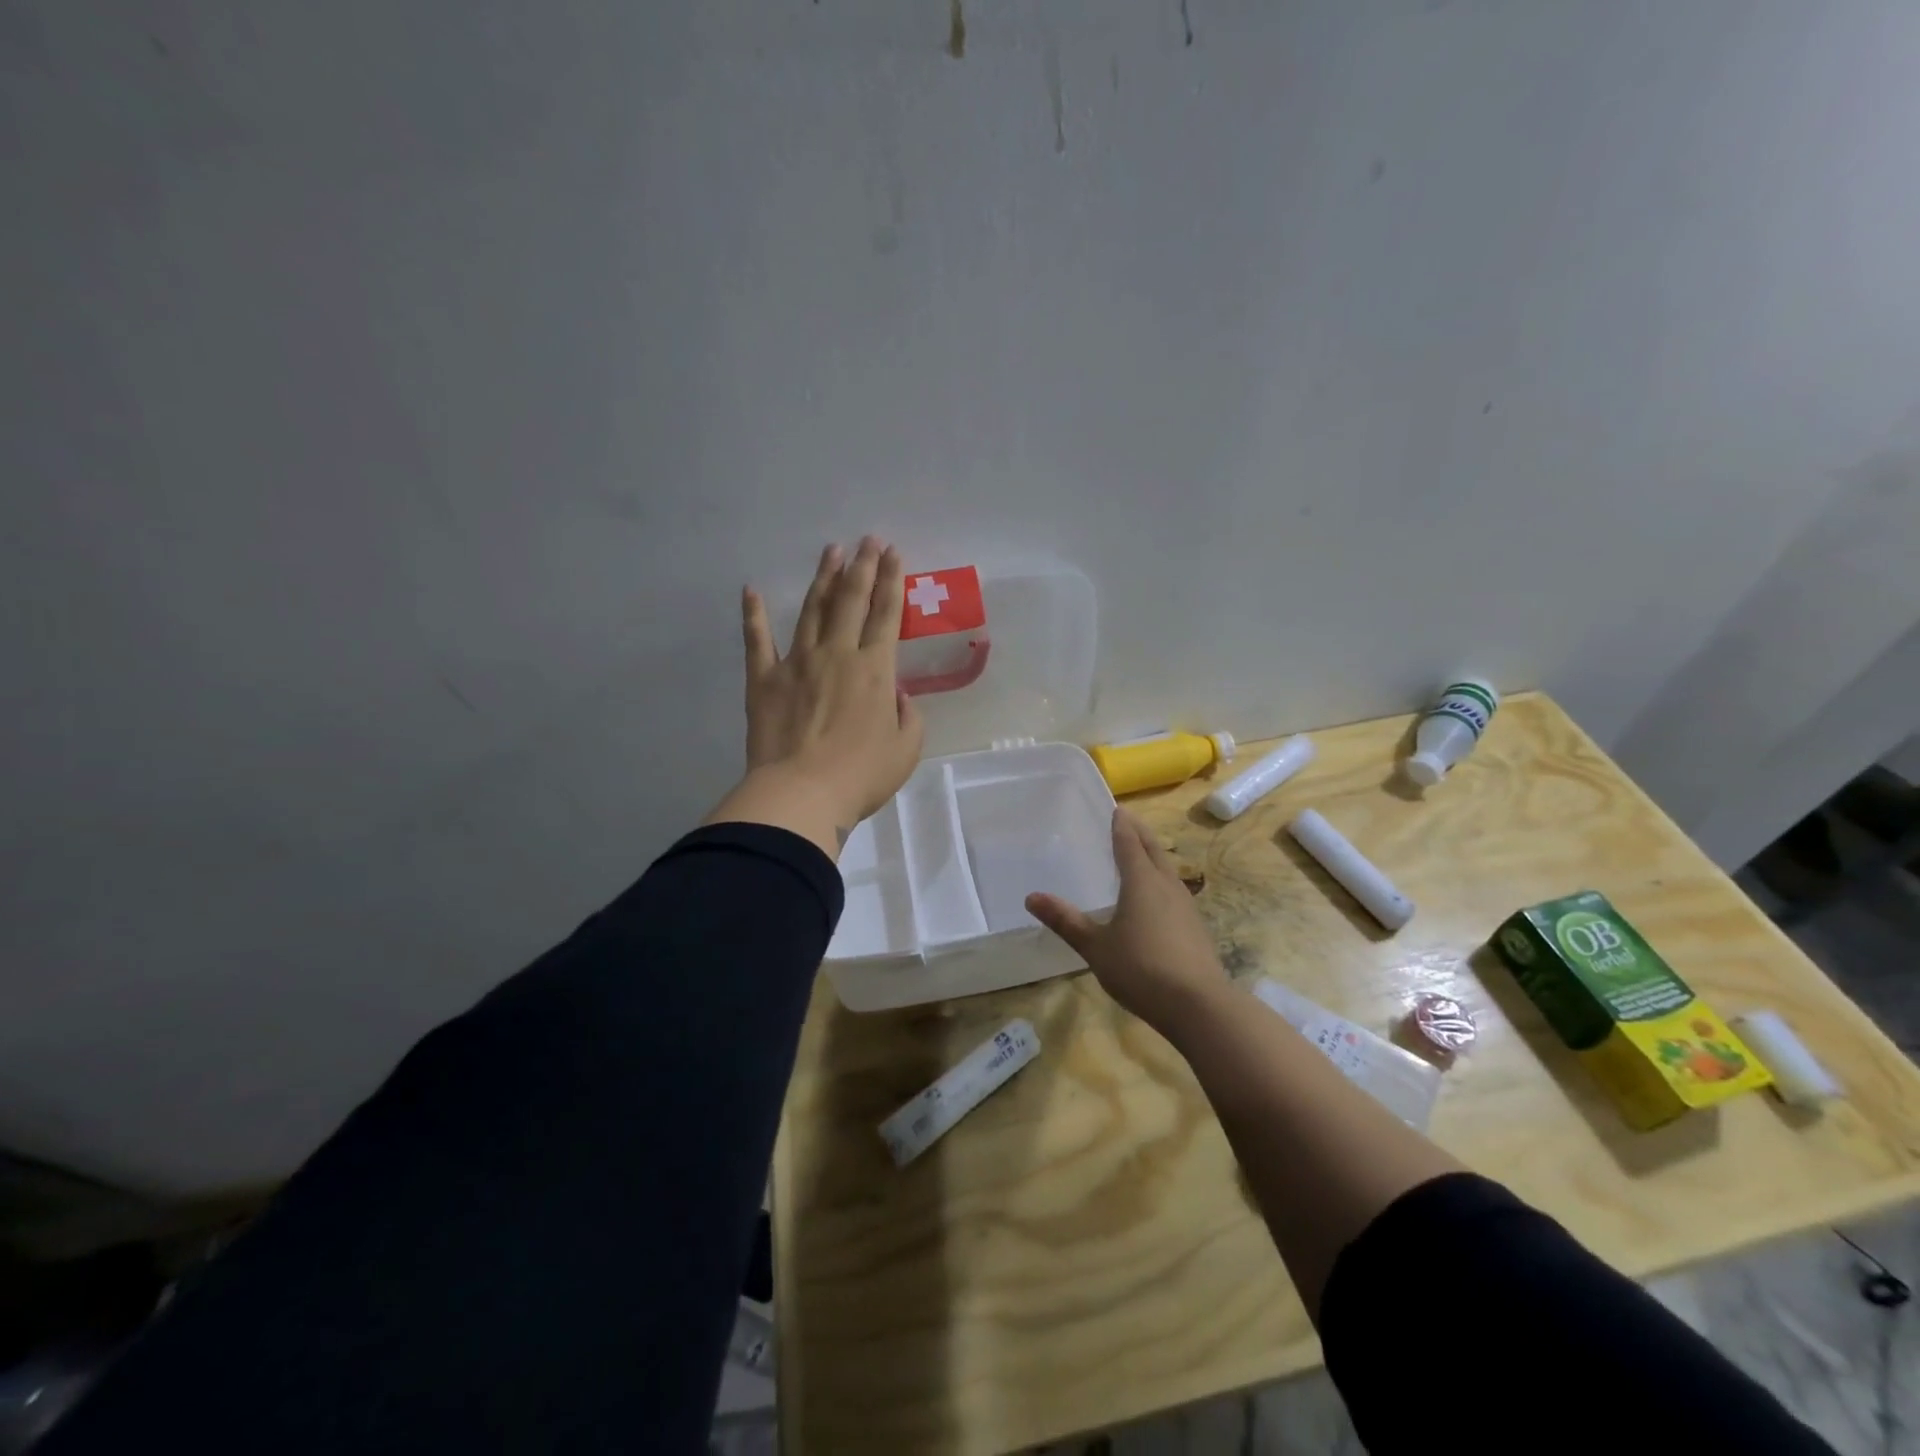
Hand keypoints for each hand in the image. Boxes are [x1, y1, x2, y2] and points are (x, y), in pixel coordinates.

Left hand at [704, 537, 924, 859]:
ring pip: (812, 610)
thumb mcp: (906, 750)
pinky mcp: (763, 680)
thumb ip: (908, 717)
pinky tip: (752, 591)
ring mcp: (797, 663)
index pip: (886, 614)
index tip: (893, 552)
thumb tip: (898, 695)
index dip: (891, 580)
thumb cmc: (861, 776)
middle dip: (861, 566)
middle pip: (851, 600)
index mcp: (875, 670)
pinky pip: (757, 641)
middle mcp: (837, 654)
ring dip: (823, 578)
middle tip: (866, 539)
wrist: (802, 794)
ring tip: (830, 551)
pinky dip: (754, 615)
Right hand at [1026, 809, 1230, 1036]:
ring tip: (1141, 854)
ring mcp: (1185, 906)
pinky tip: (1156, 898)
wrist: (1199, 1005)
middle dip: (1140, 833)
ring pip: (1167, 869)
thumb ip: (1066, 921)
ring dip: (1153, 856)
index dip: (1121, 826)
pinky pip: (1174, 891)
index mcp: (1142, 881)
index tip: (1116, 809)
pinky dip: (1161, 880)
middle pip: (1153, 849)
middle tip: (1128, 820)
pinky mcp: (1195, 927)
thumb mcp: (1096, 946)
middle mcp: (1166, 885)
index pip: (1129, 843)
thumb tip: (1031, 897)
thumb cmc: (1141, 969)